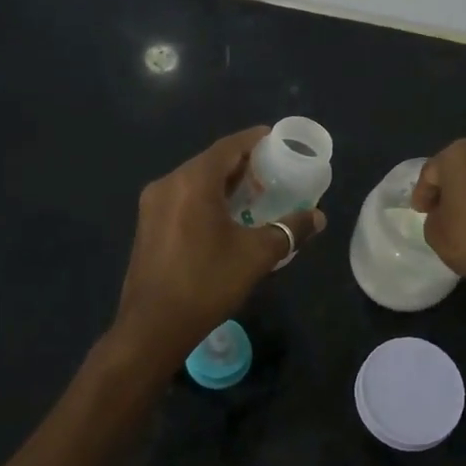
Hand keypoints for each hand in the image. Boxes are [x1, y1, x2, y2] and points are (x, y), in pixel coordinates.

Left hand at [112, 127, 325, 364]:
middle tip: (272, 172)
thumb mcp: (256, 255)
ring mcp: (153, 204)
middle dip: (242, 164)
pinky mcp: (147, 225)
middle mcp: (169, 183)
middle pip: (210, 162)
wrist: (152, 327)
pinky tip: (225, 218)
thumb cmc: (206, 283)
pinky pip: (182, 198)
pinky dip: (206, 198)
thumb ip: (289, 230)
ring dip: (224, 183)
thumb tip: (318, 217)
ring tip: (254, 195)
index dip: (254, 140)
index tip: (277, 139)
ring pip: (194, 181)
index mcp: (193, 181)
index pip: (229, 146)